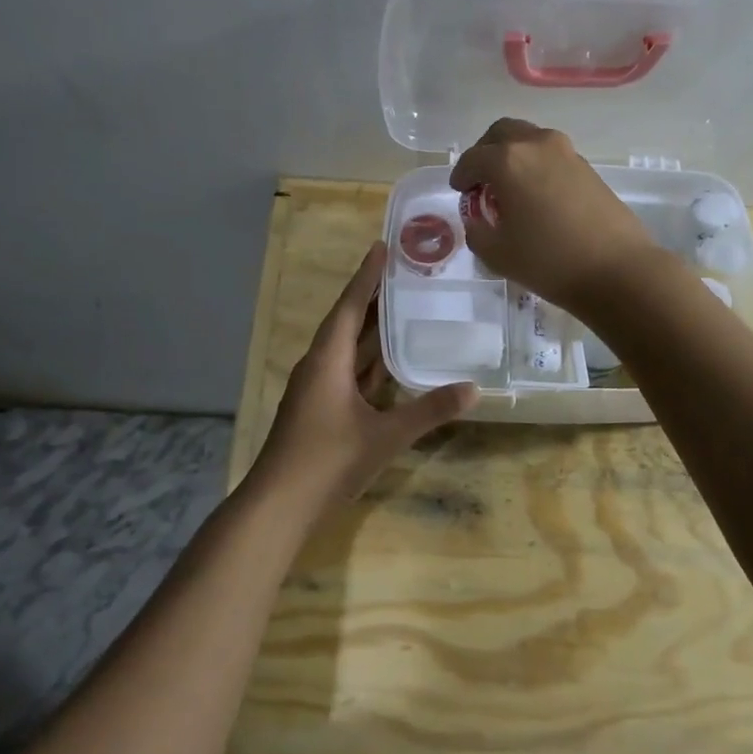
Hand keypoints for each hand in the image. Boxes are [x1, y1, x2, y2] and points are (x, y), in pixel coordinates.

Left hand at [252, 243, 477, 507]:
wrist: (279, 506)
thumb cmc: (327, 461)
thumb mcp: (385, 436)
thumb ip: (429, 411)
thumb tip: (474, 389)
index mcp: (327, 361)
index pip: (349, 307)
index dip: (366, 277)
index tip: (382, 247)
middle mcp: (318, 367)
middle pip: (347, 323)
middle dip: (373, 299)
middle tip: (405, 274)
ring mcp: (316, 391)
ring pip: (347, 350)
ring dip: (372, 330)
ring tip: (403, 308)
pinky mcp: (319, 410)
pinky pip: (348, 373)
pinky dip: (369, 362)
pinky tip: (391, 364)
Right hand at [448, 118, 663, 312]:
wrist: (616, 269)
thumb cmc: (548, 261)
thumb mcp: (496, 254)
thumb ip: (477, 230)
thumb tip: (477, 218)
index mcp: (507, 161)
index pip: (473, 158)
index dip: (461, 175)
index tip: (459, 191)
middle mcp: (537, 145)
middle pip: (502, 133)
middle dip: (485, 152)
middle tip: (481, 180)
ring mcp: (566, 152)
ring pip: (529, 140)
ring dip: (513, 156)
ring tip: (509, 188)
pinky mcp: (588, 167)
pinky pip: (550, 155)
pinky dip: (535, 166)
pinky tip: (536, 196)